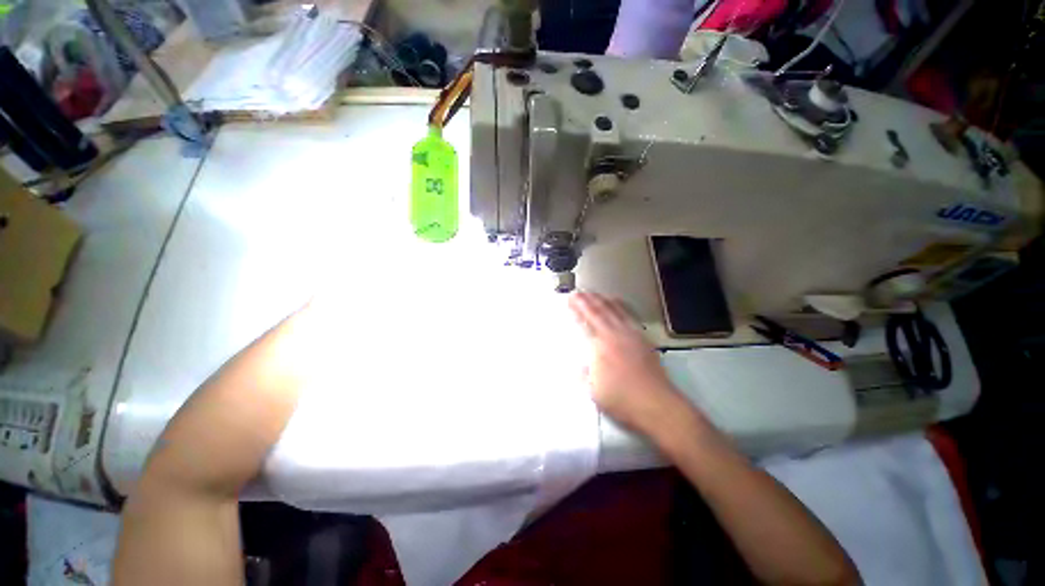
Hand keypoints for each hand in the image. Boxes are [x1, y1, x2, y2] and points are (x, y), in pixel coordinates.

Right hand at [568, 292, 686, 433]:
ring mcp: (632, 336)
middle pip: (601, 311)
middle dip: (589, 299)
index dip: (578, 307)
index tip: (570, 298)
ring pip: (616, 311)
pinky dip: (621, 307)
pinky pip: (630, 317)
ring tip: (596, 294)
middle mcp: (617, 334)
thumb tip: (579, 365)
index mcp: (602, 344)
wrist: (656, 405)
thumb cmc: (621, 399)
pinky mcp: (644, 341)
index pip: (587, 319)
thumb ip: (584, 374)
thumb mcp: (593, 390)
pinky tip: (619, 307)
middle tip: (580, 291)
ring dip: (604, 300)